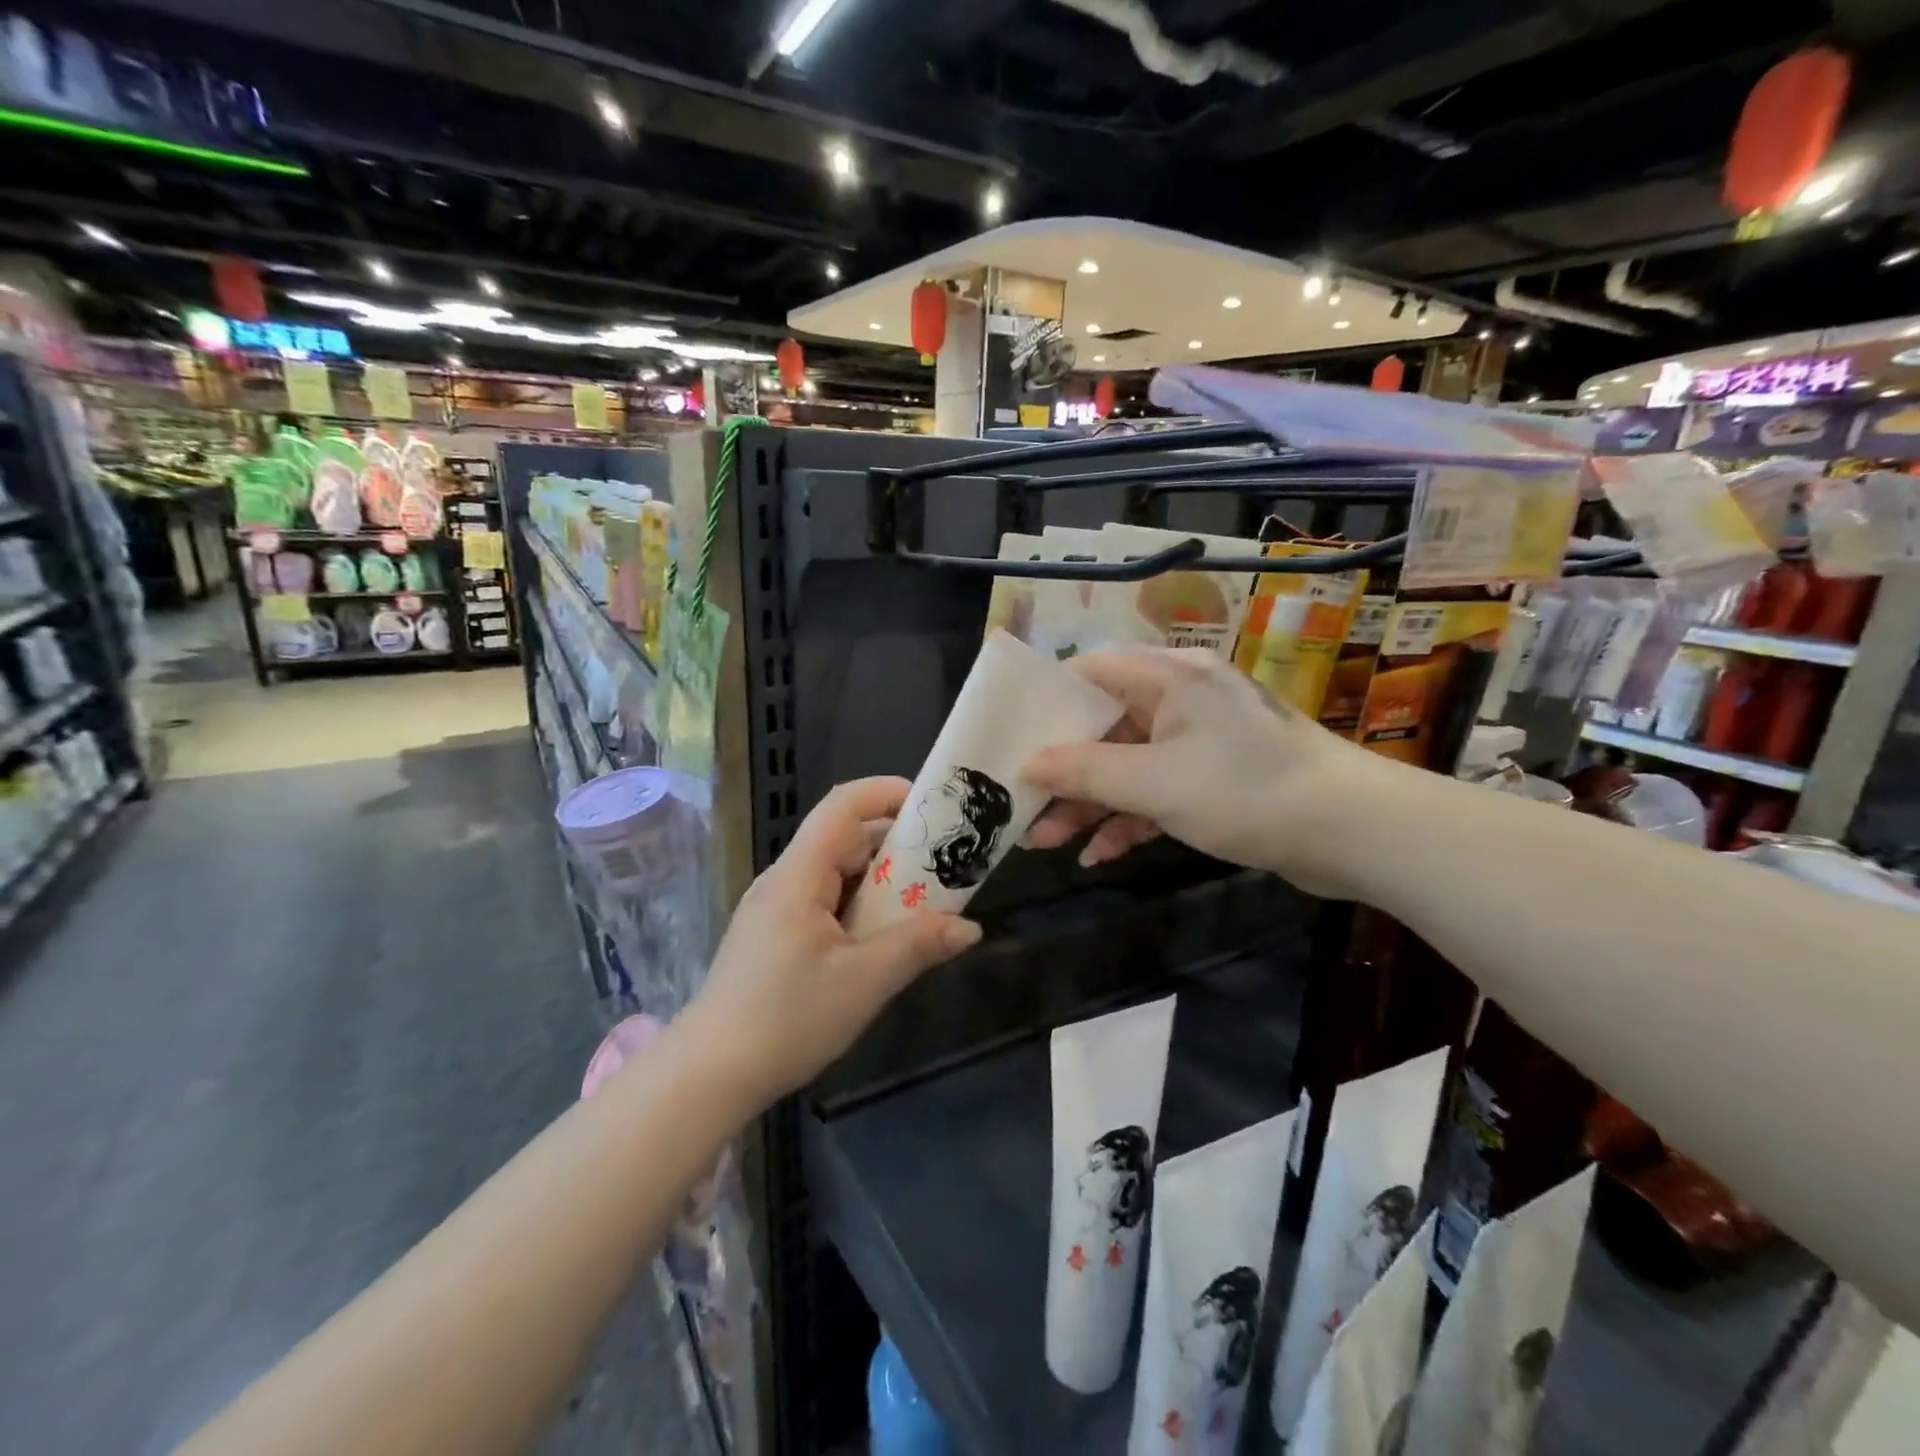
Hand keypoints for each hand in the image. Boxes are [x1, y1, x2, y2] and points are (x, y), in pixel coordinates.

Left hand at [686, 777, 981, 1105]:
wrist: (709, 1075)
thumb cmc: (786, 1020)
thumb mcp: (863, 982)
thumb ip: (918, 946)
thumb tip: (970, 927)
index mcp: (799, 875)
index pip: (842, 806)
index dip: (886, 792)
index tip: (932, 804)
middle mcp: (783, 880)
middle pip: (842, 837)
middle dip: (895, 842)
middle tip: (943, 861)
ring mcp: (774, 908)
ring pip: (834, 872)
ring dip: (879, 878)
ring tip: (924, 898)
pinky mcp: (773, 935)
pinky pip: (823, 900)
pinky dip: (858, 903)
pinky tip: (882, 935)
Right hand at [1023, 647, 1400, 896]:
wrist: (1353, 833)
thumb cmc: (1245, 790)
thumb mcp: (1154, 783)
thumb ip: (1085, 772)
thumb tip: (1027, 765)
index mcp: (1169, 677)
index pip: (1090, 671)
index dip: (1047, 703)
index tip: (1012, 739)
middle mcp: (1181, 699)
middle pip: (1104, 725)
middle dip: (1063, 770)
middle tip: (1022, 806)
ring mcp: (1200, 740)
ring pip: (1128, 763)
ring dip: (1090, 802)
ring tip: (1047, 842)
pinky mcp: (1216, 778)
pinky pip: (1157, 789)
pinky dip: (1130, 817)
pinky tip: (1100, 853)